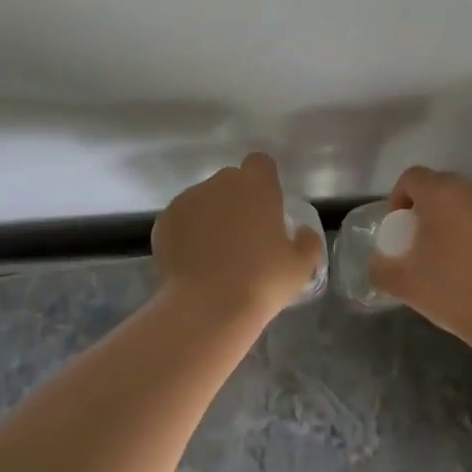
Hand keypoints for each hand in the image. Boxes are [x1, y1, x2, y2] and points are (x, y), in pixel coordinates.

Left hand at [151, 153, 323, 322]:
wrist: (207, 307)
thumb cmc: (262, 282)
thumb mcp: (300, 267)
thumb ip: (307, 241)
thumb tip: (302, 232)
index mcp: (256, 185)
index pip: (261, 163)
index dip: (264, 182)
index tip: (267, 208)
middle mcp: (220, 183)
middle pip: (230, 182)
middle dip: (237, 201)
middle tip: (244, 237)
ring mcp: (188, 199)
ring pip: (204, 200)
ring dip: (210, 217)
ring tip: (214, 255)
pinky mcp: (164, 220)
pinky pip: (181, 220)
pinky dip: (186, 234)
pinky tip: (193, 262)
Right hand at [368, 167, 471, 348]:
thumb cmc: (451, 289)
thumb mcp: (402, 282)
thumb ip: (379, 267)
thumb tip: (376, 263)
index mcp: (441, 193)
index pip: (411, 177)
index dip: (397, 198)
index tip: (396, 229)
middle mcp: (470, 191)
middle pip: (436, 186)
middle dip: (420, 208)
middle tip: (413, 240)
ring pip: (459, 202)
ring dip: (444, 219)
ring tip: (438, 253)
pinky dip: (465, 231)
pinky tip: (464, 264)